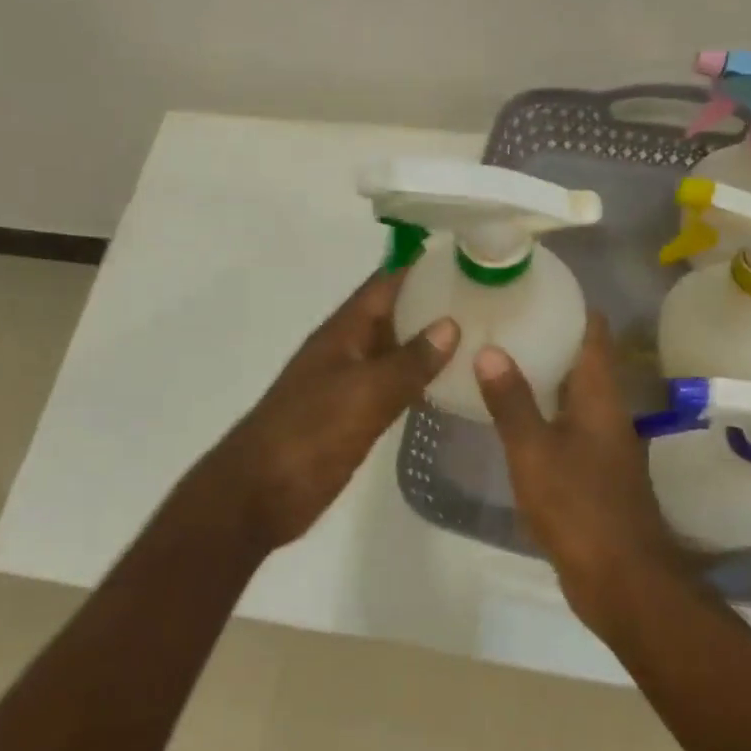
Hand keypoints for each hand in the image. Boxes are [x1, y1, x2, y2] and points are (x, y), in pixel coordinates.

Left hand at [200, 270, 458, 551]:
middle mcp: (348, 350)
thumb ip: (408, 362)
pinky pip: (394, 386)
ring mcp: (350, 383)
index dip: (423, 266)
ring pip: (397, 351)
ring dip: (432, 342)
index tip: (470, 255)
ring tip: (484, 335)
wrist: (258, 495)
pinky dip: (421, 380)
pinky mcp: (355, 415)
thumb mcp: (362, 395)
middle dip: (436, 303)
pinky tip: (453, 384)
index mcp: (343, 333)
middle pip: (395, 314)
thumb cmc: (308, 436)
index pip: (386, 283)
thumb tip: (451, 325)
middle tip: (491, 298)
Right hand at [475, 313, 684, 630]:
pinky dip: (542, 411)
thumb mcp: (534, 451)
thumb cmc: (579, 507)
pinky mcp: (593, 471)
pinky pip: (566, 425)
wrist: (621, 579)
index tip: (533, 287)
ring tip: (498, 359)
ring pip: (572, 393)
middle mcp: (607, 411)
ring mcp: (602, 443)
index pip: (593, 332)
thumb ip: (511, 401)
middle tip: (503, 320)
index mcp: (600, 395)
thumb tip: (489, 349)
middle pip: (582, 359)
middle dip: (548, 337)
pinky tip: (510, 416)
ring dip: (543, 375)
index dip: (570, 304)